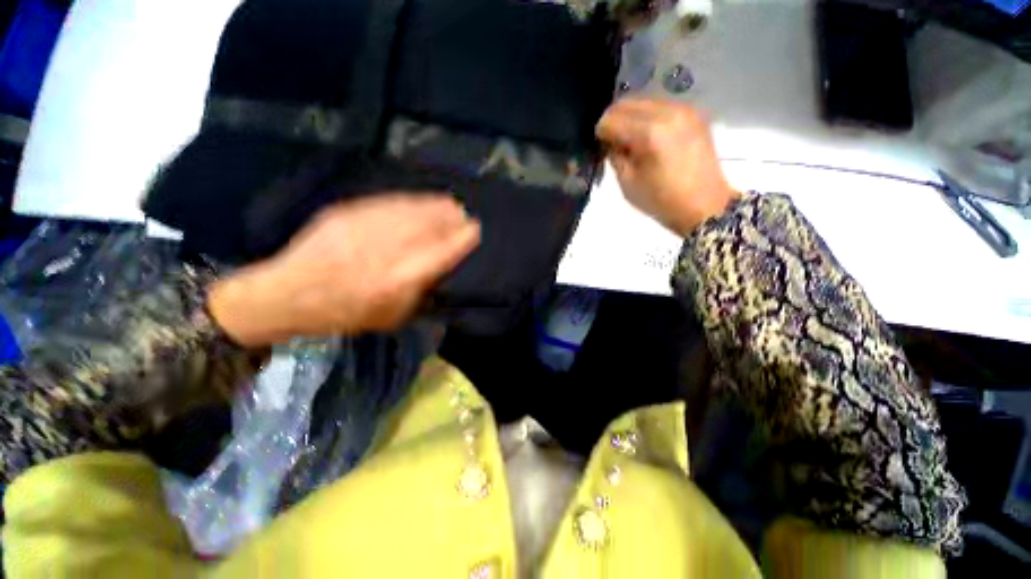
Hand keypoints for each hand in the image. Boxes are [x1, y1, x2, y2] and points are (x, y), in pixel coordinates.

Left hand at [208, 194, 480, 345]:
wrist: (289, 294)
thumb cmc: (347, 314)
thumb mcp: (392, 317)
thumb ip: (420, 292)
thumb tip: (441, 269)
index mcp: (398, 280)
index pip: (441, 252)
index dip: (461, 239)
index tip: (475, 230)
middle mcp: (384, 250)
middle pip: (427, 226)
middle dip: (451, 218)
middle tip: (465, 214)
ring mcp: (363, 228)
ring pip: (410, 211)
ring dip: (435, 206)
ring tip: (451, 204)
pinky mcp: (347, 213)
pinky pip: (387, 204)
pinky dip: (410, 201)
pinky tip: (421, 202)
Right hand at [596, 97, 737, 235]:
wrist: (705, 206)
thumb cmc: (662, 201)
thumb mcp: (627, 183)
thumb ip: (615, 156)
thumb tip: (609, 141)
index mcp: (649, 133)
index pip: (611, 119)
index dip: (601, 133)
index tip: (601, 147)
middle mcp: (667, 112)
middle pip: (627, 102)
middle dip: (614, 120)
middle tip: (611, 141)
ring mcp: (683, 110)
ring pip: (644, 101)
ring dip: (630, 117)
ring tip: (630, 140)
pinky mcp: (693, 114)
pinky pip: (661, 106)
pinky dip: (648, 117)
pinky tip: (648, 137)